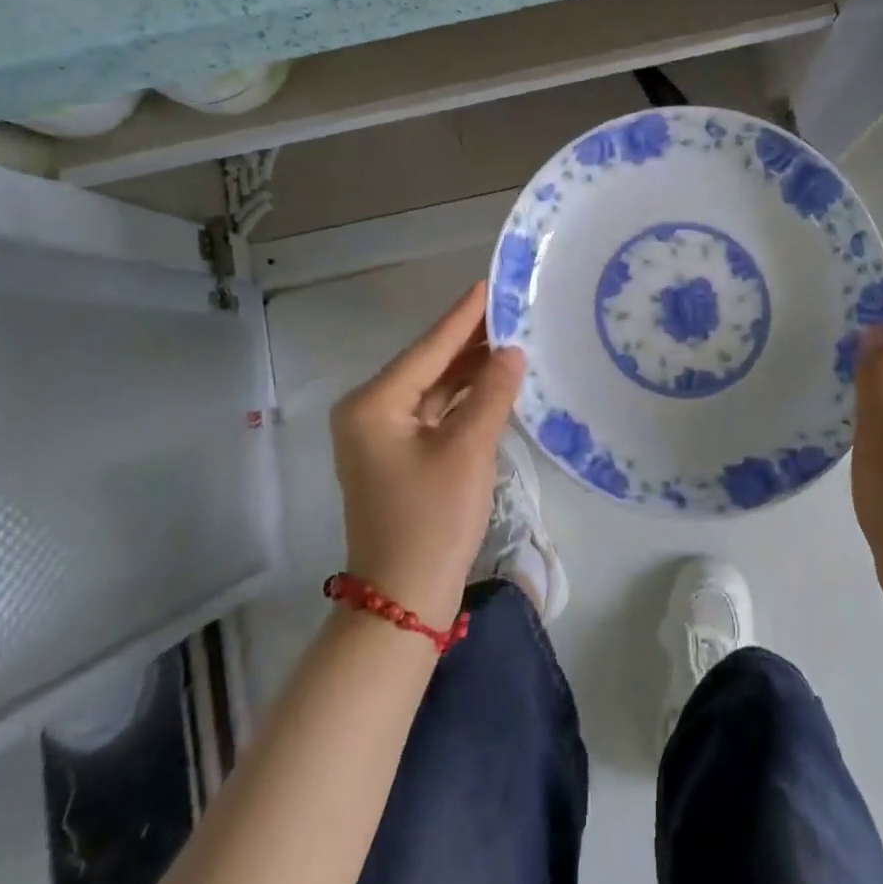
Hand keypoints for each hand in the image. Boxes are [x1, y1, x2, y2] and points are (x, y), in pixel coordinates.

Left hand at [329, 283, 525, 628]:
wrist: (404, 602)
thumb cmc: (432, 520)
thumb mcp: (467, 451)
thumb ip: (491, 394)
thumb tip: (513, 351)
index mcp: (374, 404)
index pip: (428, 348)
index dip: (463, 315)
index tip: (490, 282)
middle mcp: (369, 411)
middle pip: (427, 364)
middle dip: (469, 340)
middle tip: (510, 308)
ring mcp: (381, 436)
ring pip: (432, 389)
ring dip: (469, 369)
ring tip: (511, 338)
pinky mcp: (398, 456)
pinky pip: (434, 413)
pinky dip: (463, 398)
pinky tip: (494, 381)